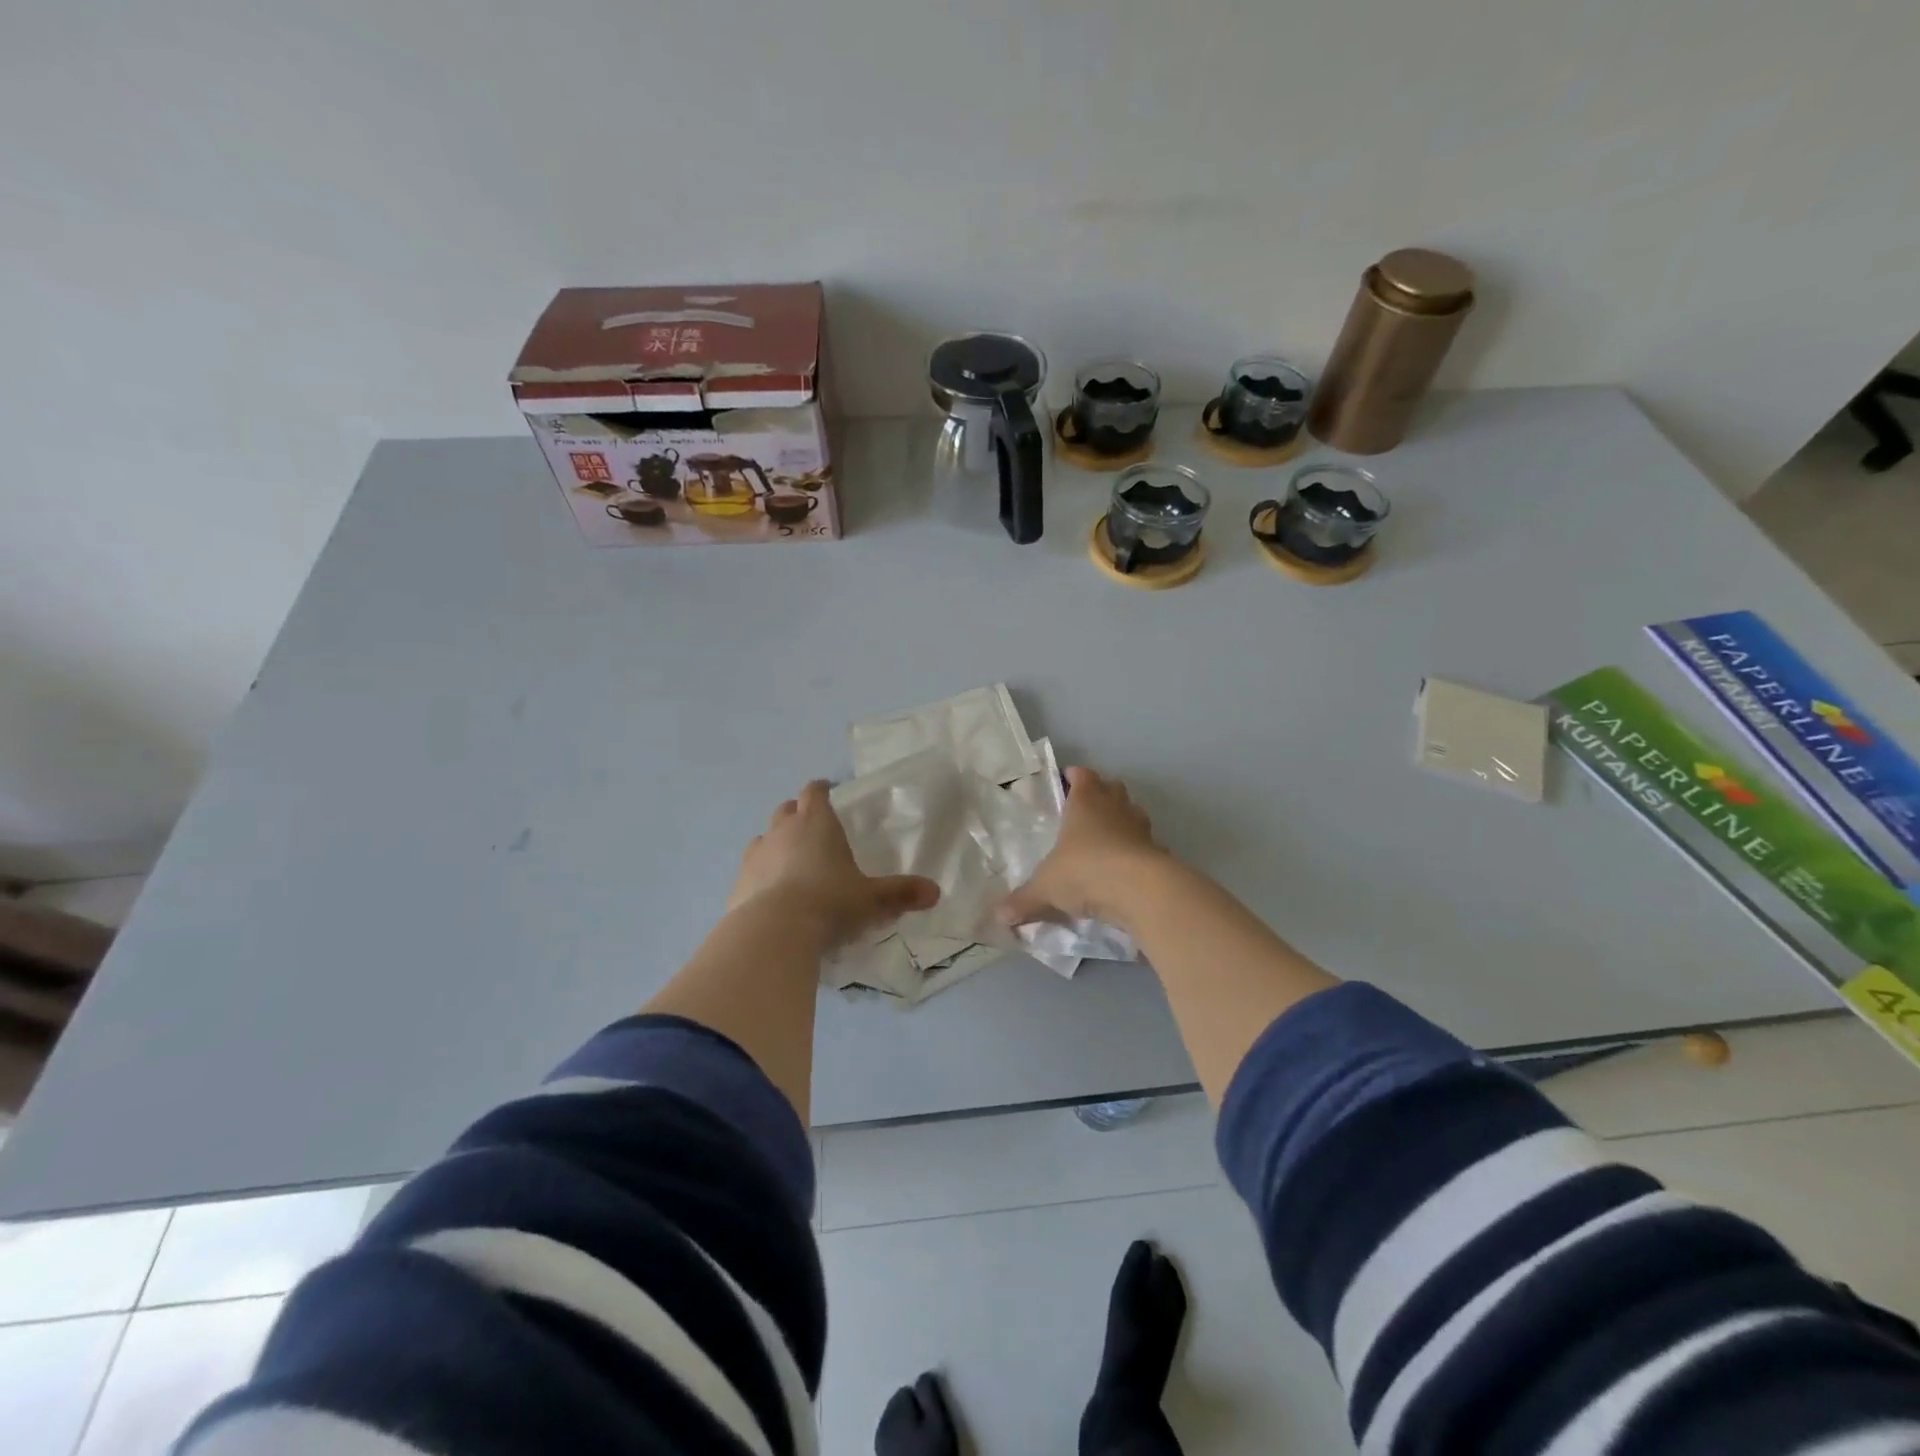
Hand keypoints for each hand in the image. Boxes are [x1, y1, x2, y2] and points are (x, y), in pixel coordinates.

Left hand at [729, 781, 939, 949]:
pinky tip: (772, 895)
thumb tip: (935, 892)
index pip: (815, 792)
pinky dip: (761, 875)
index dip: (821, 789)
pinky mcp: (738, 883)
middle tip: (812, 829)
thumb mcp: (872, 899)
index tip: (827, 791)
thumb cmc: (830, 902)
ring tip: (791, 863)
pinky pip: (751, 870)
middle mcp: (782, 831)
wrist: (774, 932)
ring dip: (776, 844)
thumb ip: (901, 893)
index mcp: (816, 824)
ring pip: (764, 837)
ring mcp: (756, 856)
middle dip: (798, 814)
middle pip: (787, 810)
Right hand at [997, 767, 1165, 929]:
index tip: (1067, 780)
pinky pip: (1146, 846)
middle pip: (1112, 788)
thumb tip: (998, 915)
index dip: (1075, 776)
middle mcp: (1115, 808)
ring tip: (1106, 839)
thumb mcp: (1046, 888)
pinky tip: (1125, 870)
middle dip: (1101, 794)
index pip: (1082, 776)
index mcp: (1086, 802)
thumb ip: (1023, 900)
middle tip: (1085, 810)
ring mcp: (1142, 829)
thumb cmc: (1085, 871)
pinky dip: (1137, 852)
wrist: (1141, 892)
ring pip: (1133, 813)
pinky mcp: (1159, 853)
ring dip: (1122, 821)